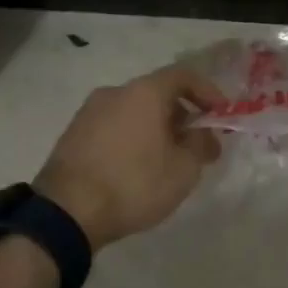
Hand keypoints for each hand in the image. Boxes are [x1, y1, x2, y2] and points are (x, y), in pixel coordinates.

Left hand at [35, 65, 227, 249]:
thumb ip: (201, 145)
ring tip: (167, 160)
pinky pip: (113, 127)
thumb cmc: (134, 184)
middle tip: (196, 143)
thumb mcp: (183, 170)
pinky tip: (136, 168)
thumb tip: (207, 136)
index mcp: (144, 92)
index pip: (183, 75)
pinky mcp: (73, 135)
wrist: (66, 212)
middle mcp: (114, 92)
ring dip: (155, 128)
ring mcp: (89, 112)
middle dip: (182, 114)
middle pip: (157, 93)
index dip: (207, 91)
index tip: (220, 114)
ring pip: (133, 111)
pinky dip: (132, 138)